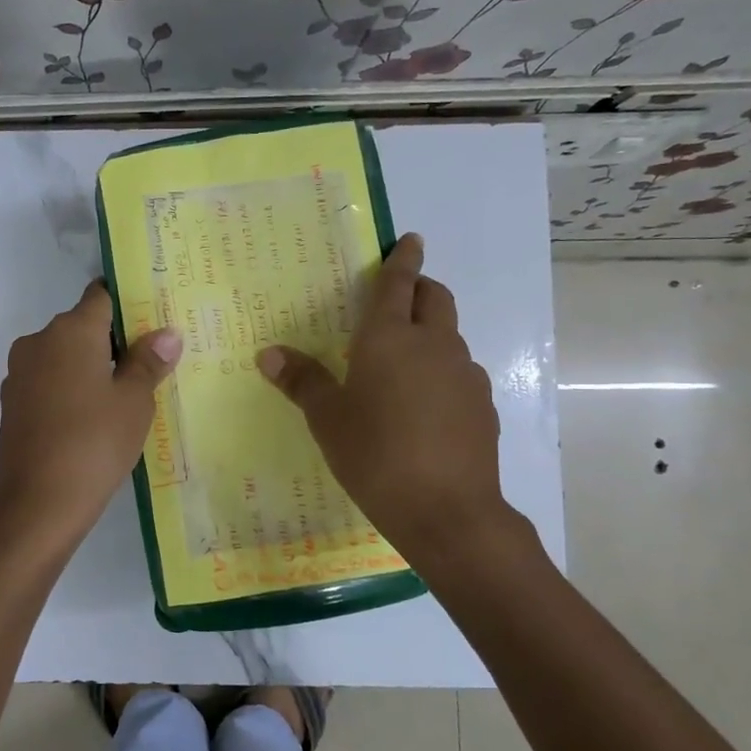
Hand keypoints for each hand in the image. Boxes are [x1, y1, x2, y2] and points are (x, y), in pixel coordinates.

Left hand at [0, 281, 180, 547]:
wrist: (36, 504)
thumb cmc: (94, 443)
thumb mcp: (134, 402)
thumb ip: (148, 362)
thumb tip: (167, 333)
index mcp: (71, 330)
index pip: (101, 295)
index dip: (127, 302)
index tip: (151, 318)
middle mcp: (39, 341)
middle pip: (81, 326)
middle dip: (112, 340)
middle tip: (148, 362)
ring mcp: (20, 373)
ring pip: (63, 356)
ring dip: (90, 367)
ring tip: (123, 393)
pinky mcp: (12, 403)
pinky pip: (48, 382)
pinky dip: (69, 389)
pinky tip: (90, 417)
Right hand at [256, 234, 523, 566]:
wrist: (447, 510)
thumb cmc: (375, 455)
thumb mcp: (327, 419)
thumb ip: (302, 381)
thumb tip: (269, 353)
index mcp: (389, 338)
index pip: (398, 284)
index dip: (402, 259)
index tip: (410, 239)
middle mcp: (433, 345)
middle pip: (435, 298)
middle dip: (420, 287)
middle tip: (400, 295)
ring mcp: (464, 374)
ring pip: (449, 336)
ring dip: (430, 332)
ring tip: (402, 361)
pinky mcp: (482, 405)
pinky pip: (459, 372)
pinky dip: (441, 370)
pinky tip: (423, 404)